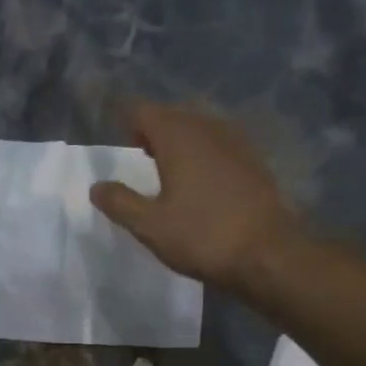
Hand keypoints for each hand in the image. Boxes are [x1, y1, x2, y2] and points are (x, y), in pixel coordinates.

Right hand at [89, 103, 305, 293]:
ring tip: (165, 165)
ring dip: (179, 140)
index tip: (115, 137)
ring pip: (198, 128)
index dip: (125, 120)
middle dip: (152, 129)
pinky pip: (218, 144)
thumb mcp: (149, 225)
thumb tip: (96, 186)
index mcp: (178, 137)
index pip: (143, 111)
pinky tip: (198, 179)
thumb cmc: (202, 236)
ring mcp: (236, 142)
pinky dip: (202, 152)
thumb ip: (120, 202)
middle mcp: (208, 128)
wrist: (268, 253)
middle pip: (172, 115)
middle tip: (137, 151)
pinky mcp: (253, 161)